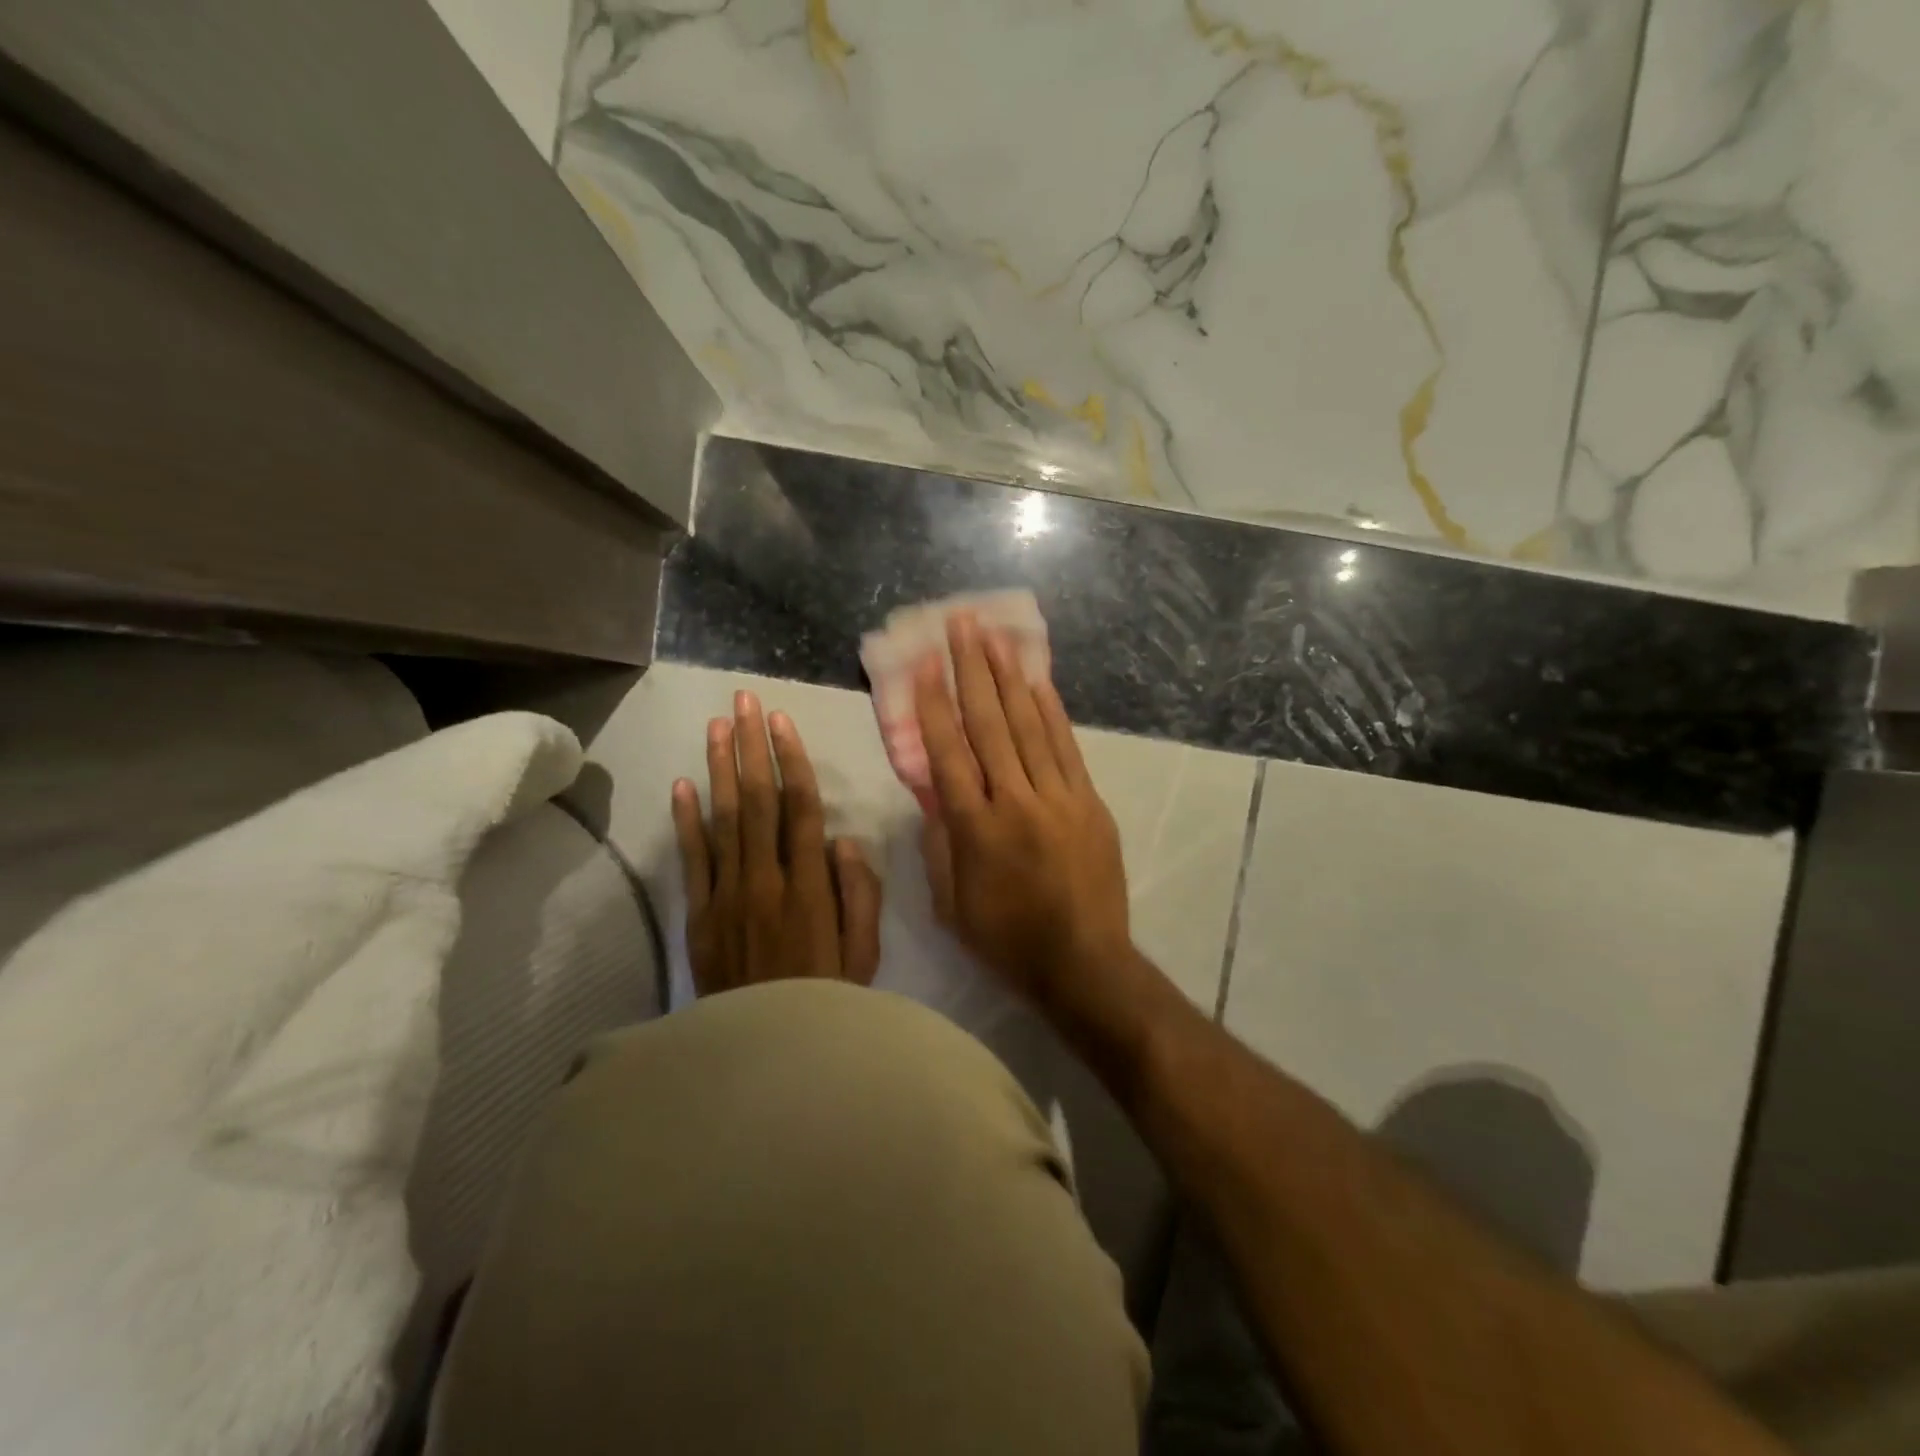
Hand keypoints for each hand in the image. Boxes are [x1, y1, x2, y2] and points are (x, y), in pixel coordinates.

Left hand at [671, 690, 881, 995]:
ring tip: (716, 725)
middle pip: (757, 800)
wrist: (767, 1052)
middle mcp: (766, 880)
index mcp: (810, 887)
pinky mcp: (699, 915)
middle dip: (751, 746)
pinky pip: (693, 859)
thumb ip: (860, 894)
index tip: (781, 721)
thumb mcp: (865, 953)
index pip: (801, 808)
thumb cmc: (828, 999)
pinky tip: (683, 783)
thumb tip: (843, 839)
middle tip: (742, 701)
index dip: (791, 760)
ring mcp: (727, 895)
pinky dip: (686, 820)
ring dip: (720, 767)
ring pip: (723, 819)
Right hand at [913, 613, 1137, 1022]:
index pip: (947, 752)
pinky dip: (1050, 710)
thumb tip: (933, 792)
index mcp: (974, 829)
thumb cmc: (1007, 940)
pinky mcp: (1088, 802)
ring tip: (994, 636)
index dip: (933, 704)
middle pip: (989, 724)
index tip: (924, 663)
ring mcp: (1058, 797)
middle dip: (972, 670)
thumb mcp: (951, 903)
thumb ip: (939, 842)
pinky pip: (1065, 746)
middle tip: (961, 624)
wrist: (1084, 963)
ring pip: (1029, 725)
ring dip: (1010, 677)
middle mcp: (1014, 801)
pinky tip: (1037, 680)